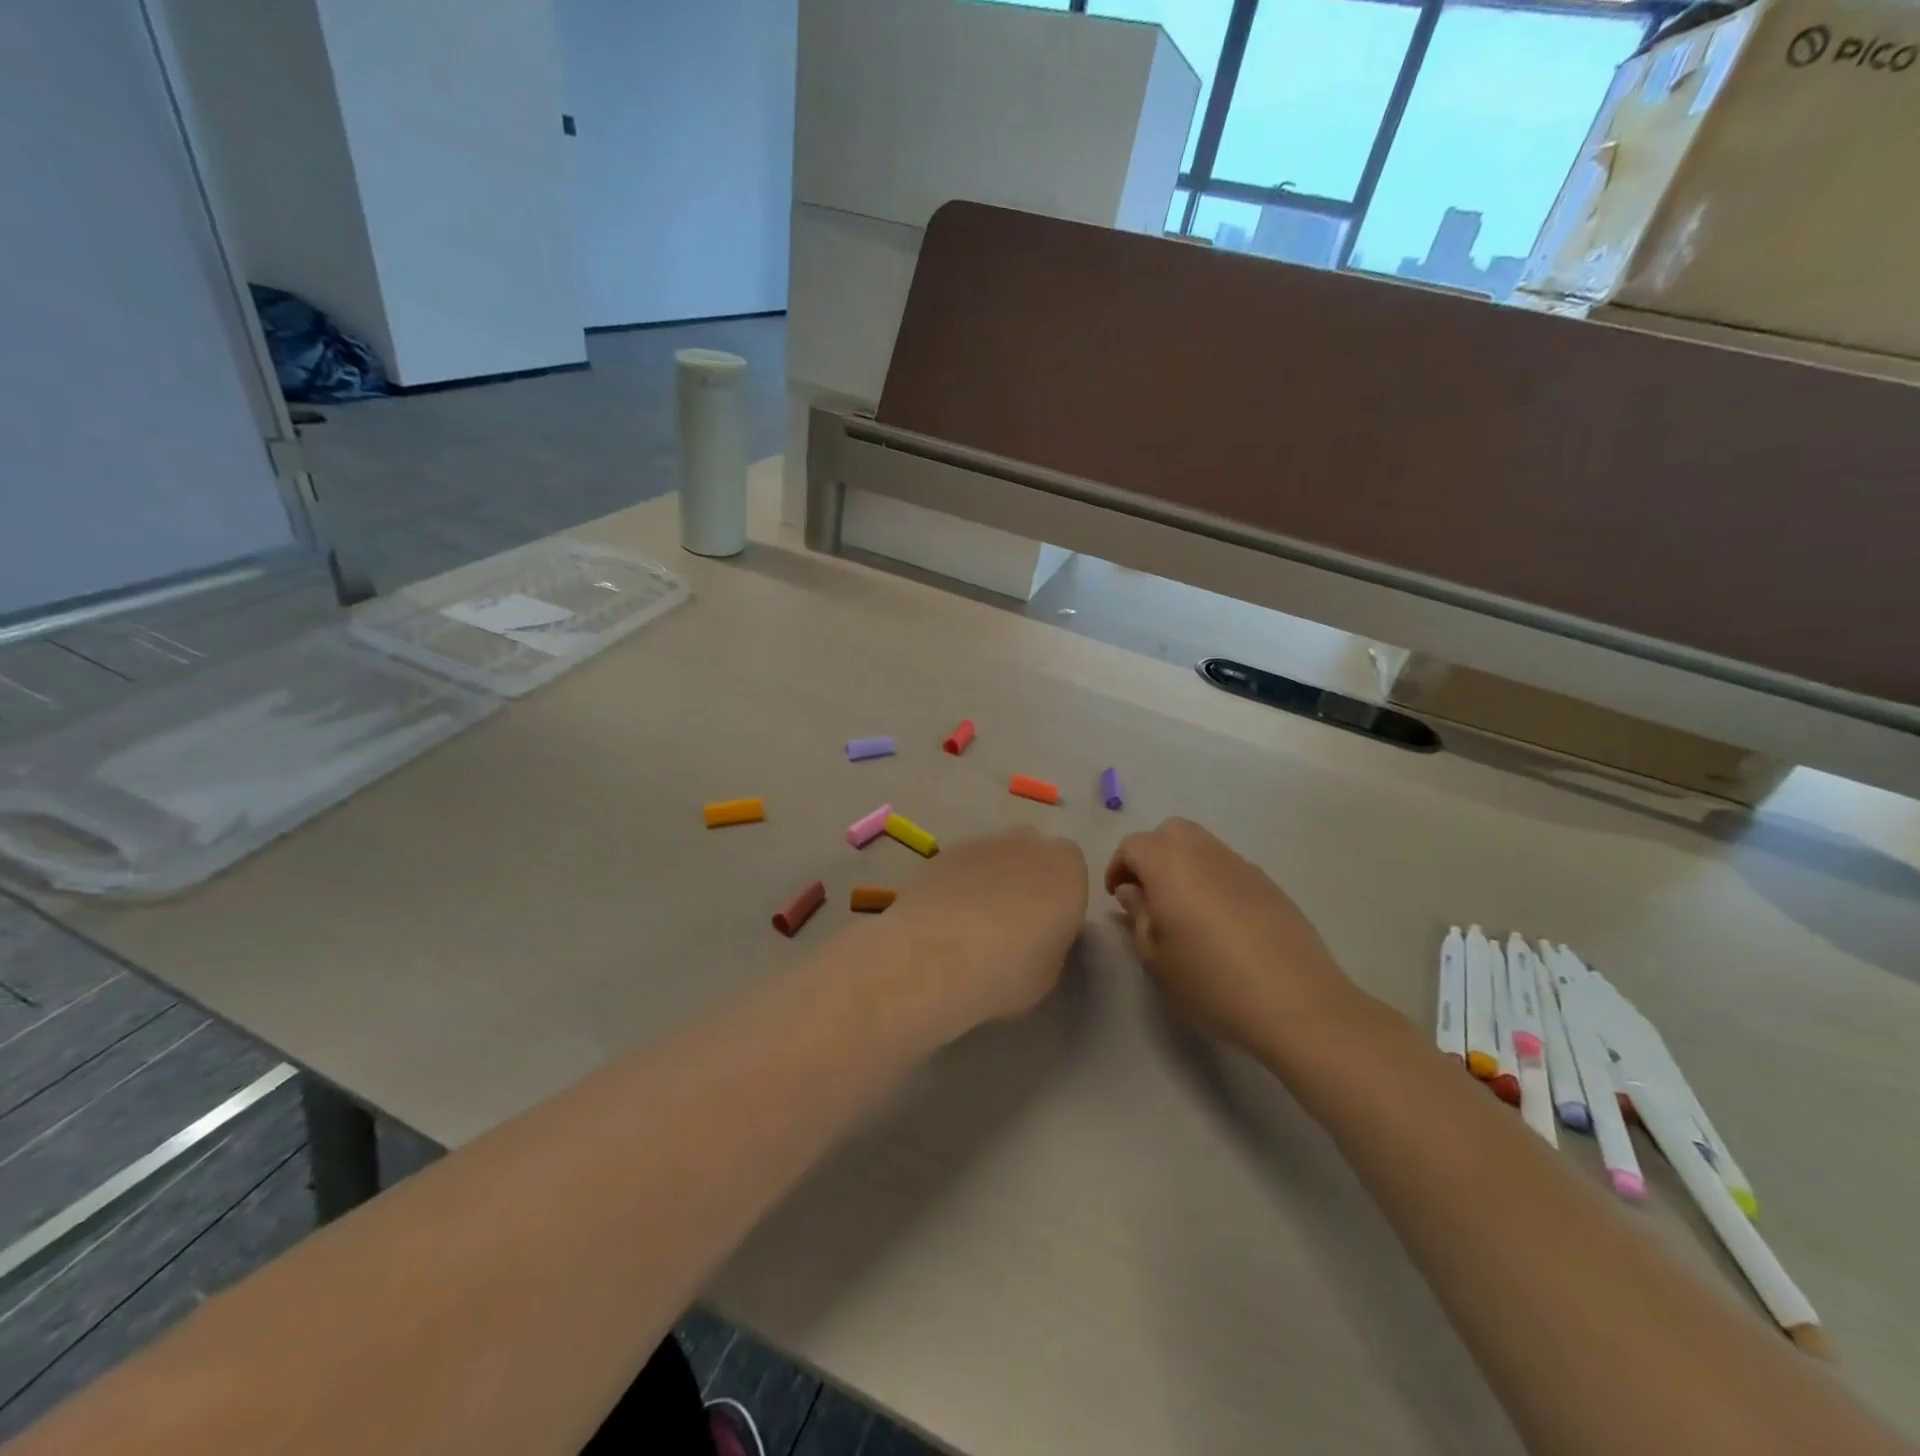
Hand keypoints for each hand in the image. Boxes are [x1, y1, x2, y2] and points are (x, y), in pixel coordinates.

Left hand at [883, 828, 1088, 1037]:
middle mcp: (1029, 844)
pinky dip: (959, 883)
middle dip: (1026, 877)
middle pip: (1033, 853)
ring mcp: (984, 842)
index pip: (1073, 869)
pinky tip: (945, 916)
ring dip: (991, 879)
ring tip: (971, 922)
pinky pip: (963, 864)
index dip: (1060, 895)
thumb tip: (1039, 935)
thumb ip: (1052, 940)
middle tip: (1012, 920)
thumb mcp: (1050, 971)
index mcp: (1067, 871)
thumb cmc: (1008, 970)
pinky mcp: (946, 851)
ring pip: (996, 856)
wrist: (937, 956)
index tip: (1047, 925)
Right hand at [1105, 818, 1355, 1051]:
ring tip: (1183, 908)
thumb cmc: (1211, 982)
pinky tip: (1220, 921)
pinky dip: (1213, 879)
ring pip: (1202, 845)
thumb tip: (1134, 891)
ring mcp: (1241, 865)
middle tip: (1148, 893)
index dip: (1119, 867)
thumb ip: (1139, 916)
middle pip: (1170, 832)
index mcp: (1169, 865)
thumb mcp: (1156, 958)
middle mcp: (1204, 853)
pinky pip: (1228, 867)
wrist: (1296, 1004)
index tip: (1118, 897)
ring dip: (1183, 864)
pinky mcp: (1269, 884)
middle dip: (1152, 854)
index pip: (1133, 846)